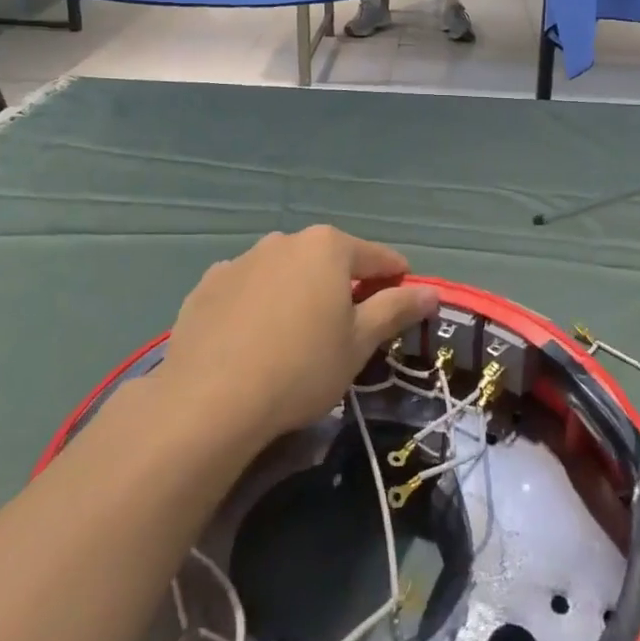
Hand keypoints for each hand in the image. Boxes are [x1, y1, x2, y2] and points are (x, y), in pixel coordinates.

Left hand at [160, 226, 439, 444]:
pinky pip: (246, 289)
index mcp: (328, 246)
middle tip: (347, 328)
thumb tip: (432, 291)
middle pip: (327, 260)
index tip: (404, 301)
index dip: (396, 279)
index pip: (377, 257)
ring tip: (295, 337)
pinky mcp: (207, 285)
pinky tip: (252, 341)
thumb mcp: (359, 343)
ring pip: (284, 272)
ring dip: (297, 293)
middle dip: (342, 286)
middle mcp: (285, 240)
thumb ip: (397, 309)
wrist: (209, 400)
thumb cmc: (301, 367)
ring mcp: (241, 260)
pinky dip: (257, 305)